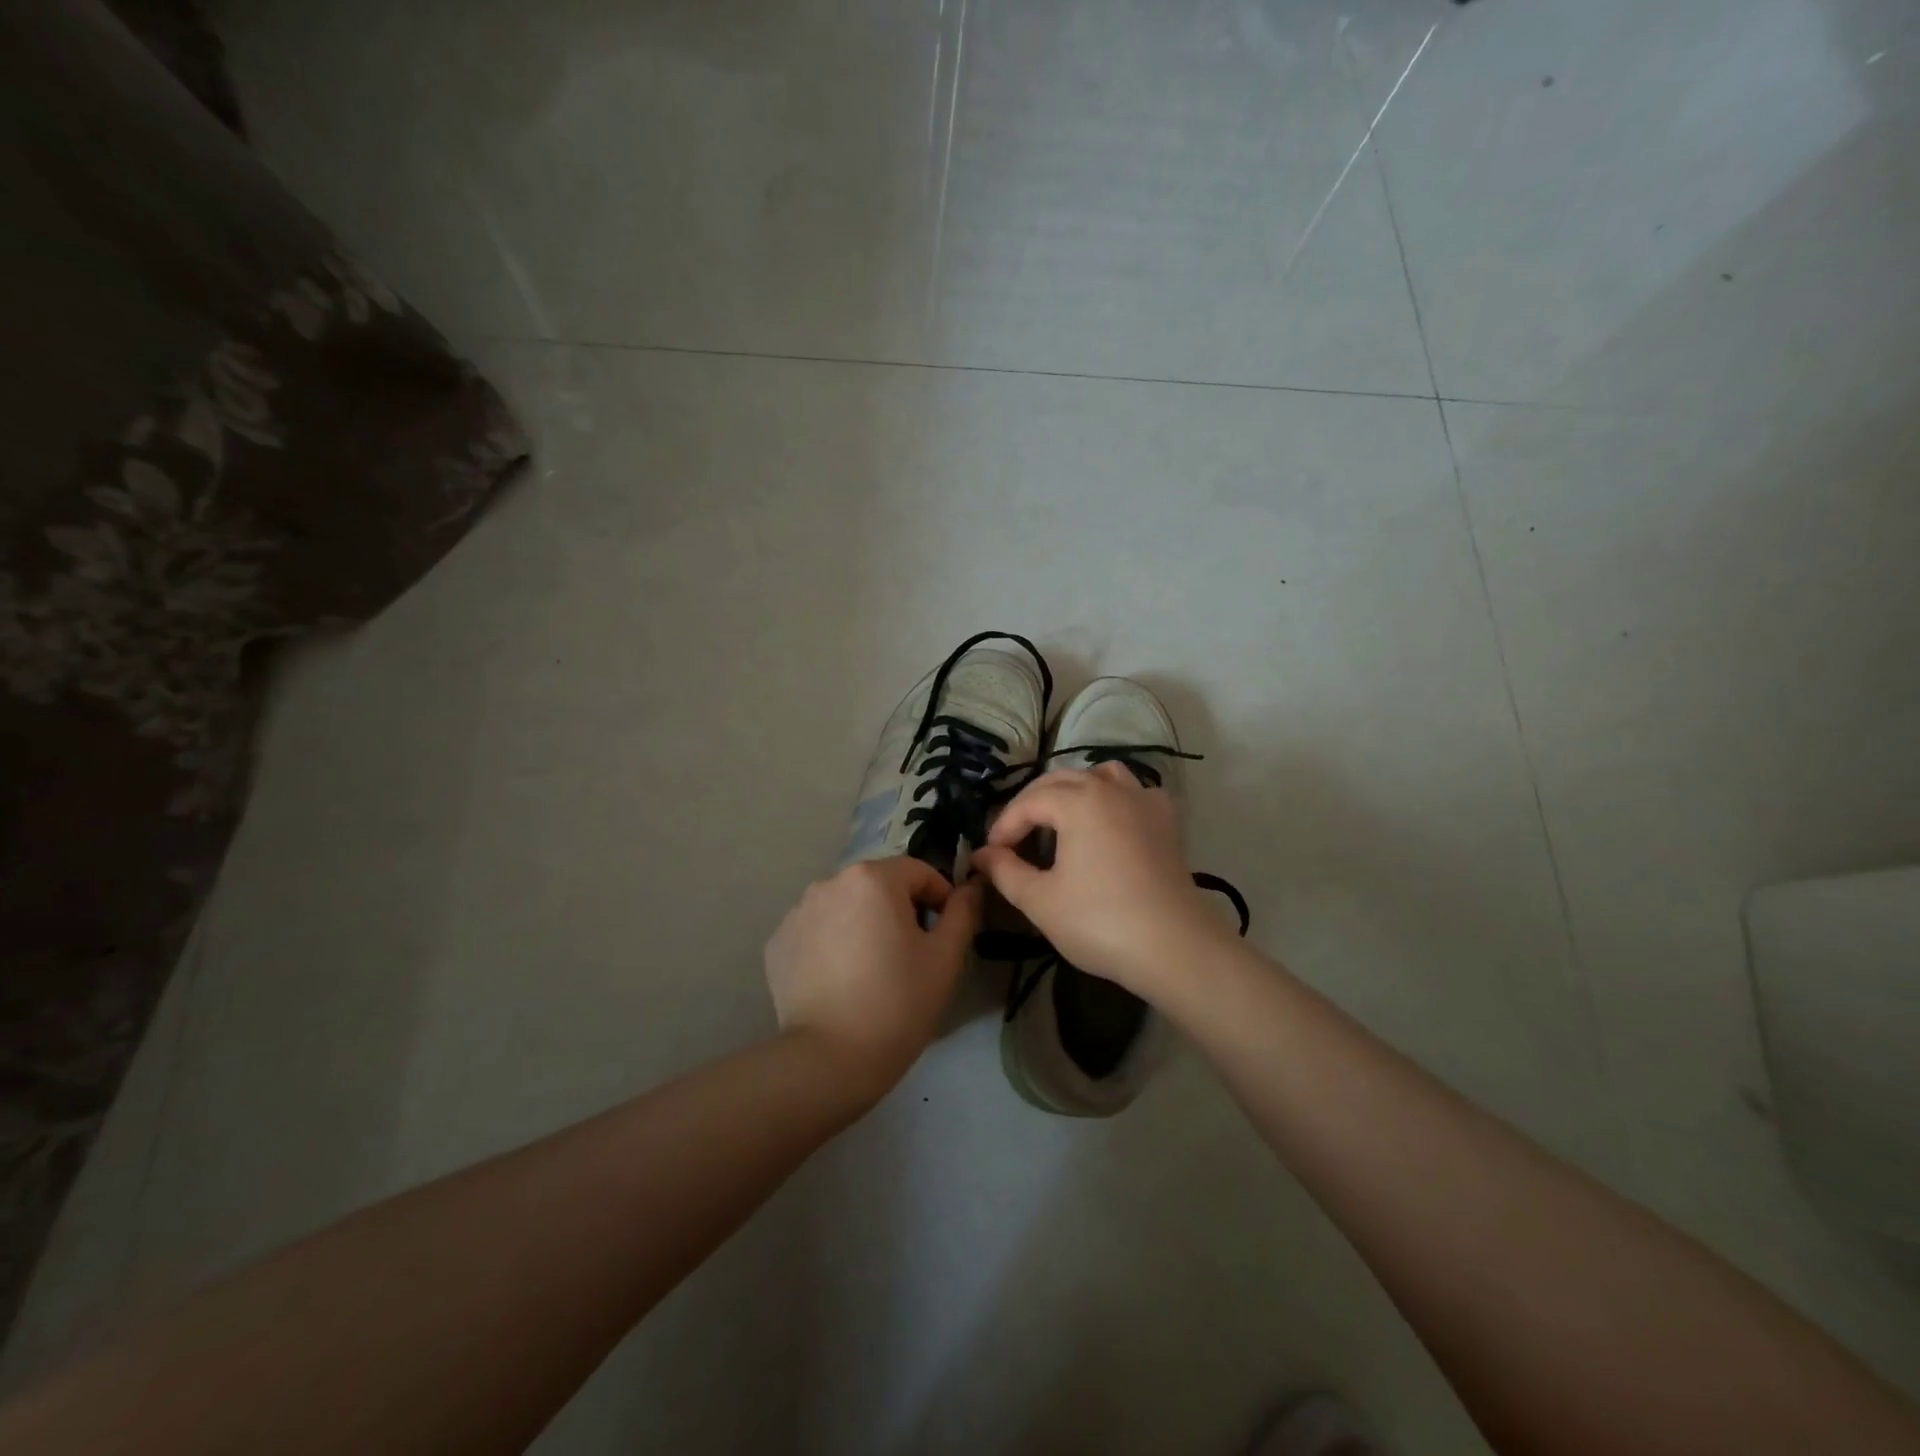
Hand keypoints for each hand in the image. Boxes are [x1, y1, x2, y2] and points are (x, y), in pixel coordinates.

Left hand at [764, 857, 980, 1100]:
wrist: (830, 1059)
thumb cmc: (898, 1002)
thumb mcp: (945, 958)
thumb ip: (962, 913)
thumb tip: (968, 888)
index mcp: (873, 878)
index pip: (919, 873)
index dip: (939, 899)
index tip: (944, 934)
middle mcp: (830, 882)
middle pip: (878, 886)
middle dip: (898, 910)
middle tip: (909, 955)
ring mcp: (797, 911)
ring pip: (845, 906)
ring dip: (862, 924)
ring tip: (871, 968)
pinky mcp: (777, 942)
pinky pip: (816, 930)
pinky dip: (831, 944)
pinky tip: (839, 980)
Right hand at [971, 763, 1229, 996]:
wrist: (1175, 947)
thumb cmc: (1100, 921)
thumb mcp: (1040, 900)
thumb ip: (1006, 871)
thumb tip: (982, 855)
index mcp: (1078, 801)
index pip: (1028, 802)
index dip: (1004, 826)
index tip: (990, 855)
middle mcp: (1111, 789)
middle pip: (1061, 780)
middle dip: (1031, 804)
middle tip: (1014, 838)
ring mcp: (1144, 801)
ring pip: (1102, 775)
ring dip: (1075, 790)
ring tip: (1060, 818)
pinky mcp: (1167, 822)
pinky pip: (1135, 792)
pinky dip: (1115, 798)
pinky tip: (1110, 822)